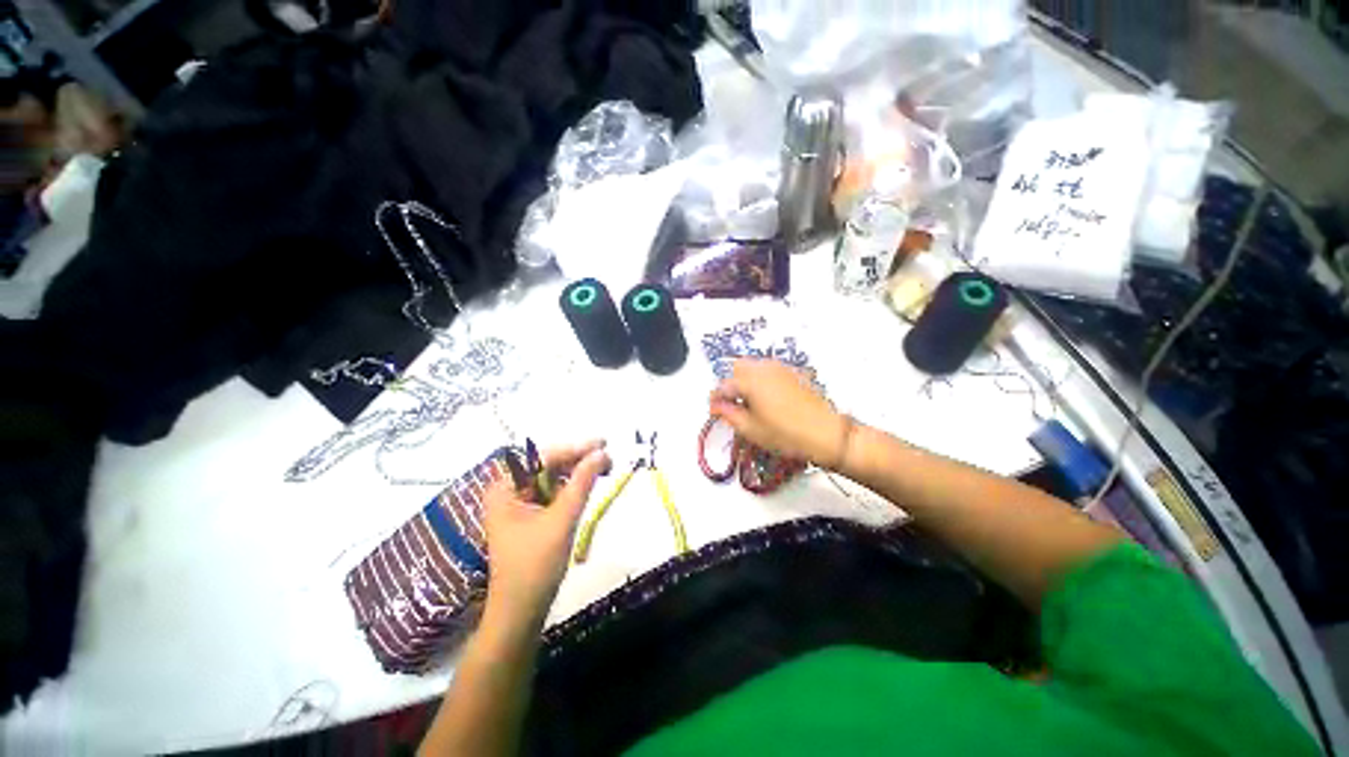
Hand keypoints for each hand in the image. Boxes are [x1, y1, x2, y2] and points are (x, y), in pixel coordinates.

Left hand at [482, 441, 610, 631]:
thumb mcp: (562, 520)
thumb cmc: (535, 566)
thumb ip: (582, 483)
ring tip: (604, 467)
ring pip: (552, 477)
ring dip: (577, 471)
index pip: (542, 457)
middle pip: (547, 464)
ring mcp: (519, 503)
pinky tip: (590, 483)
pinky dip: (572, 487)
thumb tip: (601, 453)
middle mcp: (509, 490)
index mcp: (505, 488)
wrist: (521, 613)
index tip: (603, 443)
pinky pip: (553, 492)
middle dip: (577, 459)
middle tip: (607, 456)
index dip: (574, 448)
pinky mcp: (530, 516)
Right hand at [709, 358, 849, 468]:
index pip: (724, 385)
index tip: (715, 412)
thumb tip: (717, 406)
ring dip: (746, 380)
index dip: (716, 399)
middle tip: (733, 405)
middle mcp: (764, 368)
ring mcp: (781, 368)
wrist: (826, 433)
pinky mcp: (793, 373)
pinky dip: (762, 380)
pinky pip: (770, 370)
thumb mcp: (751, 429)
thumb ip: (729, 414)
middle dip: (731, 384)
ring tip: (750, 403)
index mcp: (750, 381)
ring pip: (754, 367)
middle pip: (738, 368)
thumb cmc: (786, 434)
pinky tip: (768, 399)